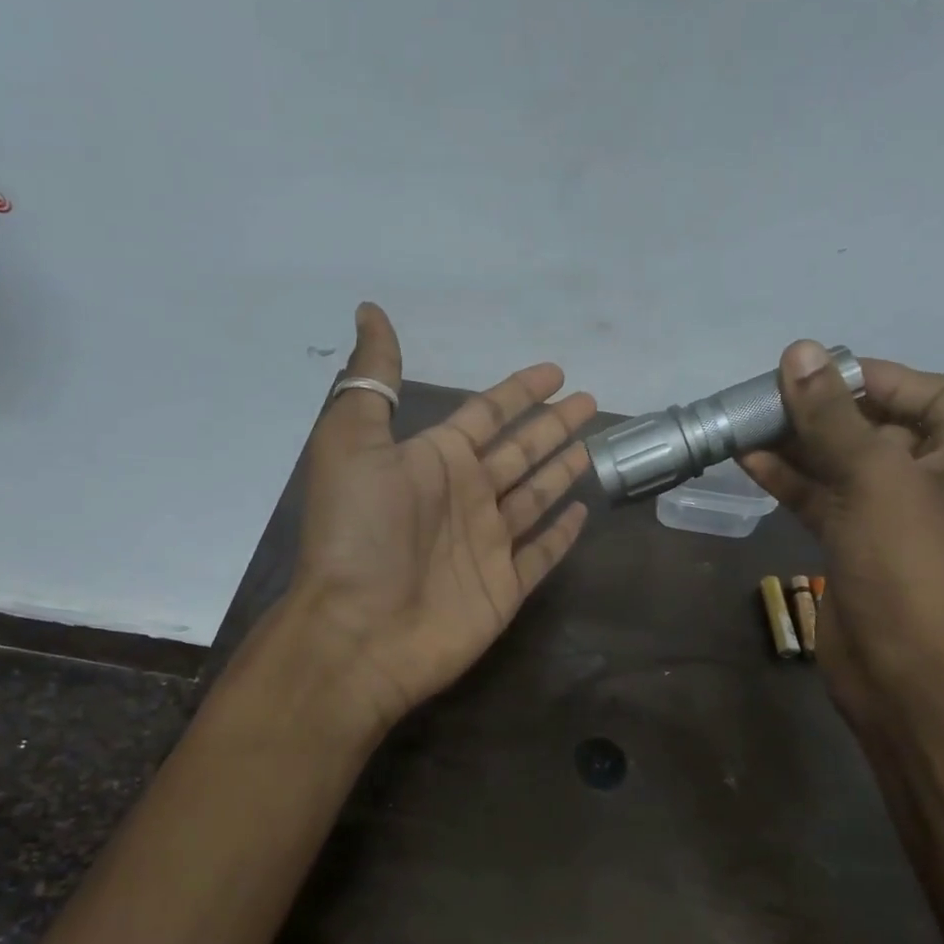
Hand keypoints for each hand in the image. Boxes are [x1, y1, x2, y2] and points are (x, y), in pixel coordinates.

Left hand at [286, 303, 596, 731]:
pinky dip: (560, 535)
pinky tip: (581, 513)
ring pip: (534, 498)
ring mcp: (486, 545)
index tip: (554, 372)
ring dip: (560, 472)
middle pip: (519, 452)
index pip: (487, 415)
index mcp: (434, 461)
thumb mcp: (351, 443)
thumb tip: (370, 311)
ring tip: (592, 447)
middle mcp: (464, 498)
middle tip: (589, 402)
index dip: (519, 393)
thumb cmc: (358, 535)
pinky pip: (541, 555)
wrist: (358, 633)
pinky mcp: (503, 589)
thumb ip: (372, 381)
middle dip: (552, 427)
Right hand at [740, 342, 943, 720]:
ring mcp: (899, 519)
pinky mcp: (862, 548)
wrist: (907, 678)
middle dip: (825, 411)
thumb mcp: (874, 480)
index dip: (874, 377)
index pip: (932, 393)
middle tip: (767, 397)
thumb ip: (833, 417)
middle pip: (881, 427)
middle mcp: (943, 482)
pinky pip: (827, 501)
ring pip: (847, 465)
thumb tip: (799, 352)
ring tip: (748, 424)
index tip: (815, 372)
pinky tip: (749, 462)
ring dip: (800, 444)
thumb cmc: (910, 569)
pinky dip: (793, 482)